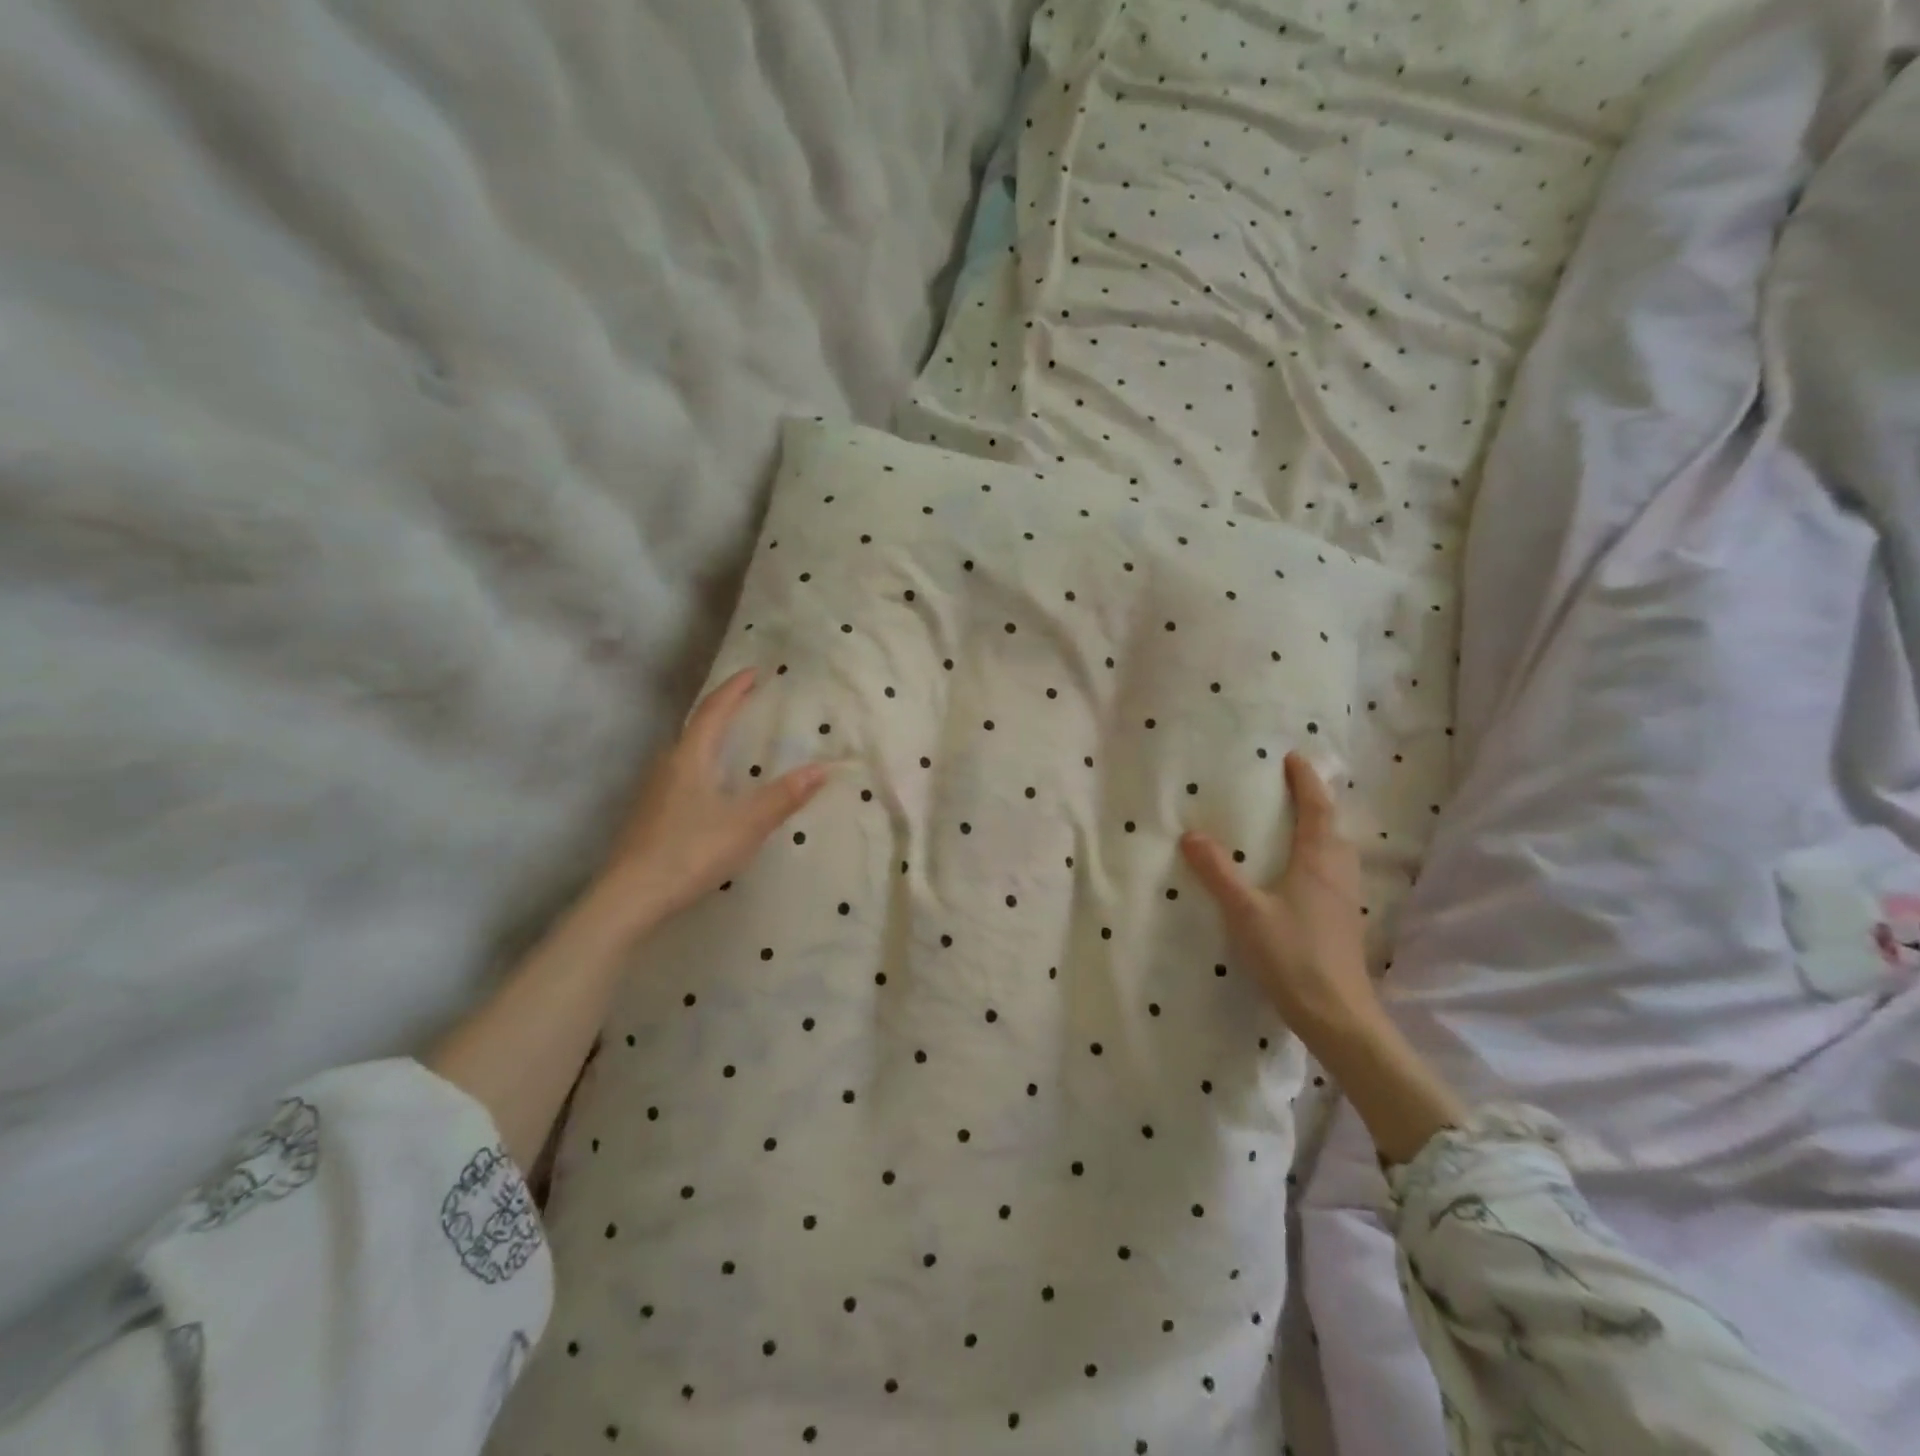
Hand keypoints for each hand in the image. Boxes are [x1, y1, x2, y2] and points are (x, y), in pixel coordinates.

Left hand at [583, 668, 827, 944]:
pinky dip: (702, 763)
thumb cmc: (691, 852)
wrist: (630, 897)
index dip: (734, 689)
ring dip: (710, 737)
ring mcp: (654, 791)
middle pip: (696, 726)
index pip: (714, 711)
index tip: (753, 672)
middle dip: (723, 709)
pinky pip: (681, 773)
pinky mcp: (650, 814)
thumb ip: (783, 796)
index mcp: (690, 758)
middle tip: (747, 700)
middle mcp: (667, 765)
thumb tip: (821, 768)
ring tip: (733, 737)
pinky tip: (711, 785)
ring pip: (686, 751)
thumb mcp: (746, 824)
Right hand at [1182, 754, 1463, 1162]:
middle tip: (1293, 788)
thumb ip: (1218, 872)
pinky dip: (1320, 857)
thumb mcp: (1246, 912)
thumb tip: (1191, 835)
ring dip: (1321, 830)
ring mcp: (1345, 900)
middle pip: (1333, 828)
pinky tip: (1301, 875)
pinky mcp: (1343, 922)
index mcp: (1318, 863)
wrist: (1338, 1016)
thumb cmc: (1293, 957)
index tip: (1294, 759)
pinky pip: (1334, 873)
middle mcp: (1338, 874)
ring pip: (1337, 852)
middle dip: (1317, 803)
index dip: (1307, 783)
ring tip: (1296, 825)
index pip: (1316, 810)